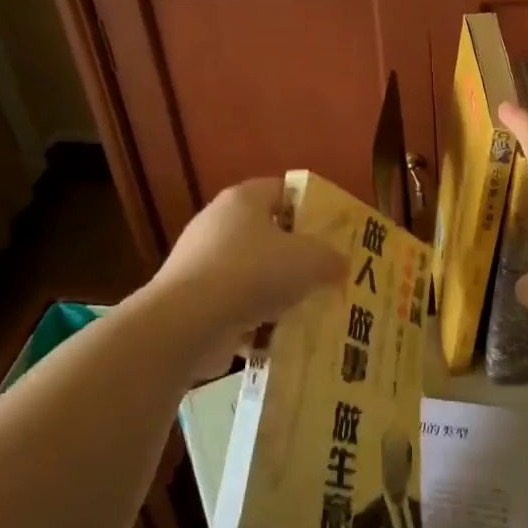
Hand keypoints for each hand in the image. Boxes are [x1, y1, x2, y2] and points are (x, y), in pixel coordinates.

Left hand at [153, 178, 343, 335]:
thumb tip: (339, 264)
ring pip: (251, 273)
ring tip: (307, 310)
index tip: (334, 232)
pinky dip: (254, 321)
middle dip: (296, 255)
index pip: (283, 190)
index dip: (311, 207)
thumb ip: (332, 258)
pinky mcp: (192, 299)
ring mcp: (200, 262)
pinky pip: (234, 305)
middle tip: (326, 273)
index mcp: (243, 199)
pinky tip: (278, 338)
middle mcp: (217, 223)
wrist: (188, 322)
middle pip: (267, 233)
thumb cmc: (253, 273)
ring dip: (276, 292)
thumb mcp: (310, 260)